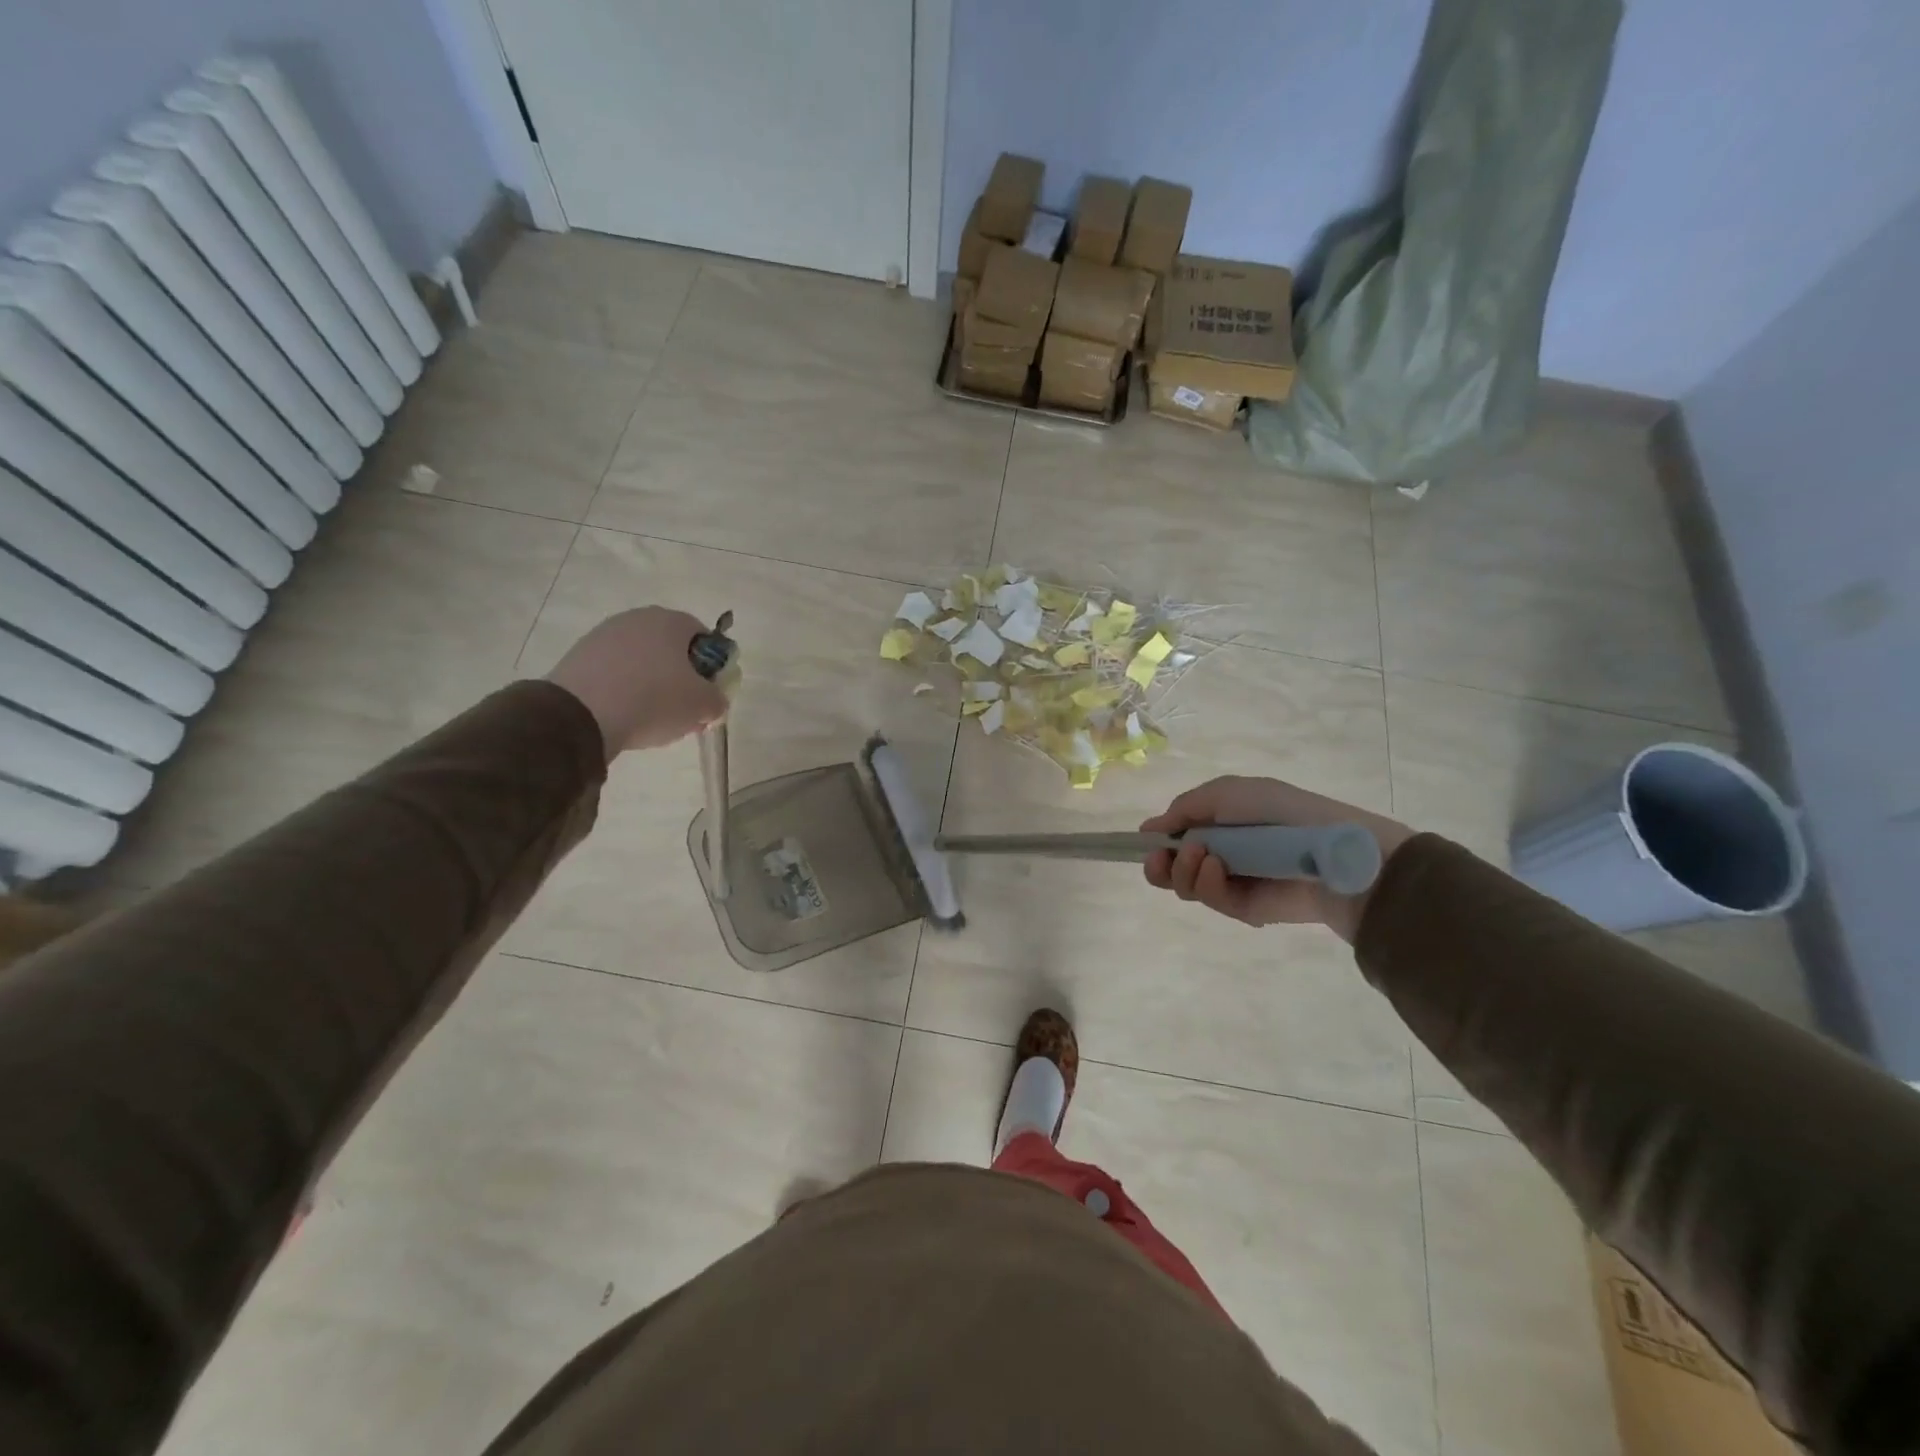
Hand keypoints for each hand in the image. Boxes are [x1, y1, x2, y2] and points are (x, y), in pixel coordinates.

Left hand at [544, 608, 729, 756]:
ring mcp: (604, 635)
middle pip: (670, 648)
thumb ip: (717, 700)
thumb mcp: (703, 705)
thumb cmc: (655, 700)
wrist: (581, 715)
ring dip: (651, 684)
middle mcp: (637, 619)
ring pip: (641, 660)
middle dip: (680, 676)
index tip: (708, 693)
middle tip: (683, 709)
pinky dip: (623, 689)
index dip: (711, 666)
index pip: (703, 637)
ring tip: (651, 717)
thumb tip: (713, 701)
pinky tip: (624, 714)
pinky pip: (614, 672)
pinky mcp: (579, 656)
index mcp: (671, 621)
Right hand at [1140, 776, 1413, 942]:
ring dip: (1184, 871)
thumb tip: (1148, 829)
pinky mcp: (1244, 909)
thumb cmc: (1279, 811)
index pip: (1176, 837)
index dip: (1157, 841)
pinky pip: (1211, 901)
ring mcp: (1232, 882)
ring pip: (1186, 886)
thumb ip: (1184, 809)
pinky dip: (1208, 885)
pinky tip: (1219, 869)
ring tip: (1203, 857)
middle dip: (1160, 864)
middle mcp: (1221, 853)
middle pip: (1172, 868)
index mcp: (1219, 823)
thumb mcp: (1226, 793)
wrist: (1330, 851)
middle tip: (1163, 859)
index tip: (1147, 842)